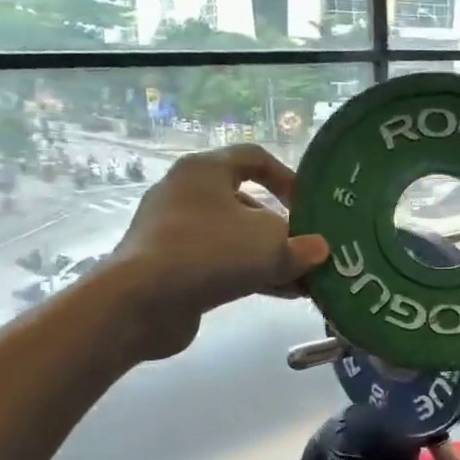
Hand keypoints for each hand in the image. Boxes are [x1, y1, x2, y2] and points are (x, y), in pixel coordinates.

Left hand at [108, 146, 328, 360]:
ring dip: (270, 257)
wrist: (141, 302)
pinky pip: (219, 262)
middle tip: (308, 249)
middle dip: (282, 229)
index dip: (287, 177)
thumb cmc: (210, 252)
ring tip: (303, 279)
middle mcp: (186, 193)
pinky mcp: (170, 266)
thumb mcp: (270, 245)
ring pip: (234, 238)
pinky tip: (280, 294)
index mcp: (206, 170)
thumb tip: (318, 250)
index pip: (254, 157)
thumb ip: (300, 246)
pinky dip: (249, 274)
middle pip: (246, 203)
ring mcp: (174, 231)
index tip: (308, 204)